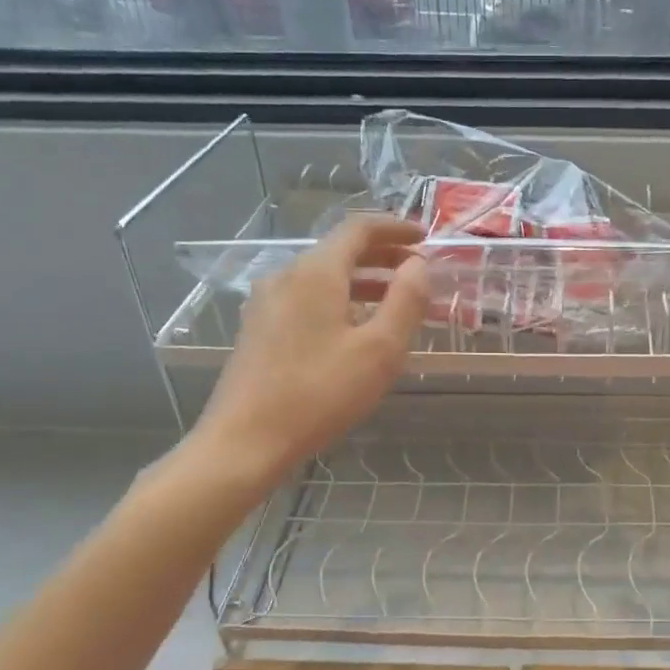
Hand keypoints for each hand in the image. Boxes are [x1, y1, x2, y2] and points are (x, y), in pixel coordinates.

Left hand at [186, 214, 428, 484]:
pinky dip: (340, 300)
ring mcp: (266, 303)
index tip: (425, 237)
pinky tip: (355, 329)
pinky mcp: (258, 329)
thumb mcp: (380, 350)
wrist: (244, 442)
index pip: (359, 228)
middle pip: (339, 251)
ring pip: (323, 277)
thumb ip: (406, 300)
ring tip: (395, 303)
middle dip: (382, 256)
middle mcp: (286, 276)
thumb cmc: (319, 394)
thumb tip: (418, 265)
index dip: (395, 227)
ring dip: (363, 281)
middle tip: (417, 271)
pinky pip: (307, 298)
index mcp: (316, 273)